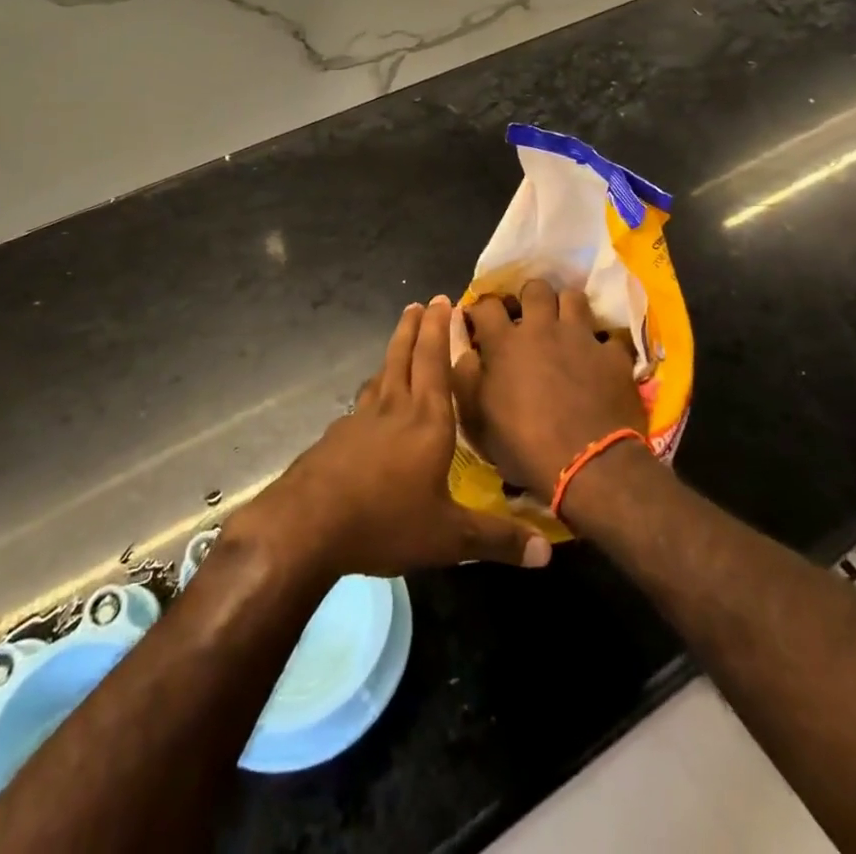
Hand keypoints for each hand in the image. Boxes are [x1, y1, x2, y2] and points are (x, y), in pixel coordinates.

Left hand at [228, 297, 551, 581]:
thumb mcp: (449, 537)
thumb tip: (547, 553)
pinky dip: (373, 389)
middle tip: (419, 303)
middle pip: (403, 356)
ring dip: (392, 351)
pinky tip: (370, 403)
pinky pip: (362, 402)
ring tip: (399, 341)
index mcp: (426, 421)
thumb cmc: (386, 520)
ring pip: (381, 375)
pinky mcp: (337, 438)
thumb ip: (496, 539)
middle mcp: (394, 409)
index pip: (435, 362)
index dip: (439, 330)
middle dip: (414, 327)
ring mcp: (360, 420)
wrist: (308, 524)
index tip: (443, 300)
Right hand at [452, 280, 646, 498]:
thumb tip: (467, 354)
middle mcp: (542, 329)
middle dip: (530, 298)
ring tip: (566, 327)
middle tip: (529, 318)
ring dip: (567, 309)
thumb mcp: (478, 422)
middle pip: (535, 288)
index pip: (486, 305)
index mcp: (504, 344)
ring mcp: (581, 338)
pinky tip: (601, 357)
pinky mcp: (613, 355)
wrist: (588, 466)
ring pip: (574, 298)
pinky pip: (610, 336)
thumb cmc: (525, 447)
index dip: (481, 309)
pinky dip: (603, 344)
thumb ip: (466, 381)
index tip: (481, 322)